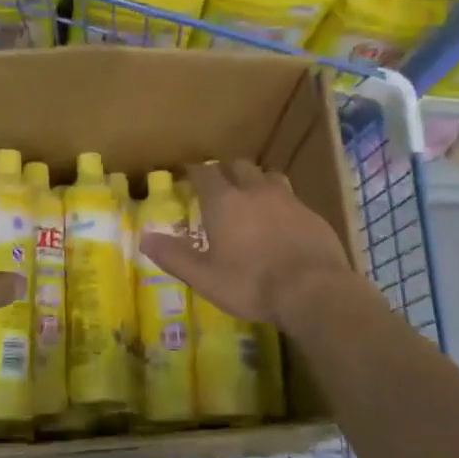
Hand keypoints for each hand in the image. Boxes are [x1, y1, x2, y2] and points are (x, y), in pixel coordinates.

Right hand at [137, 159, 357, 332]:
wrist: (314, 291)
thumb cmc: (251, 284)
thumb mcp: (204, 277)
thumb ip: (174, 256)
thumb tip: (144, 237)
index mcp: (224, 201)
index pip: (204, 173)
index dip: (194, 172)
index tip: (188, 176)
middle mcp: (255, 190)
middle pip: (238, 166)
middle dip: (226, 171)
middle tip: (219, 187)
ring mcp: (288, 199)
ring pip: (268, 176)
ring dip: (256, 181)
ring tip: (252, 198)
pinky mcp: (312, 214)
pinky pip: (292, 198)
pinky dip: (281, 203)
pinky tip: (282, 222)